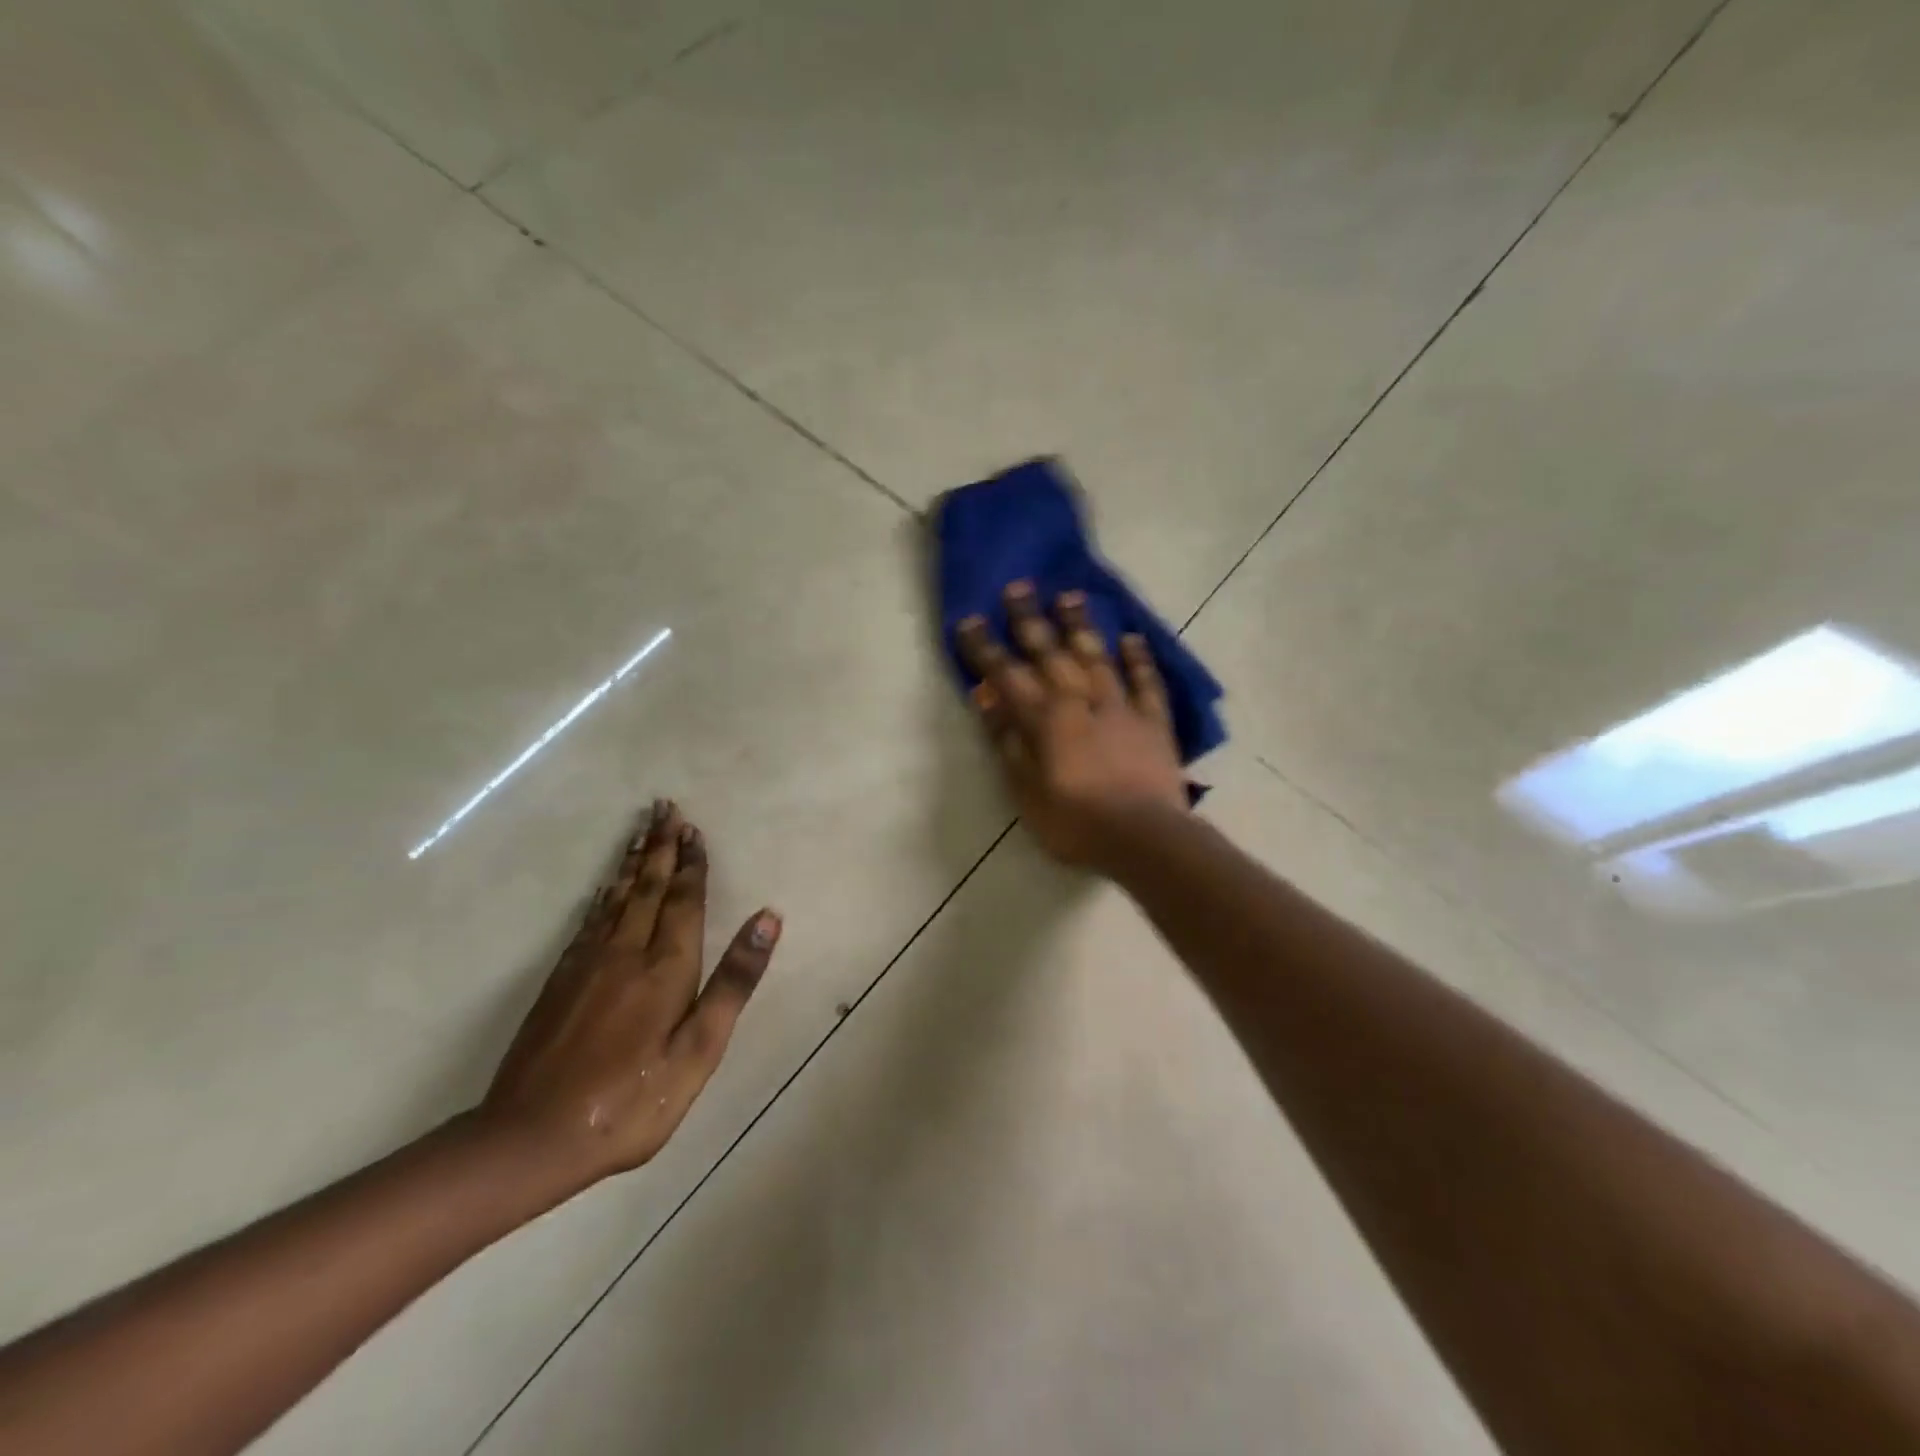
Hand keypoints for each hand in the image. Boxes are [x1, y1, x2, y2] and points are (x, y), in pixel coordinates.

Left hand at [478, 801, 778, 1189]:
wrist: (530, 1138)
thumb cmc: (632, 1100)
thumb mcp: (699, 1049)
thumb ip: (733, 981)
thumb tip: (768, 918)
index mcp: (665, 966)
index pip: (683, 900)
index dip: (691, 864)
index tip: (693, 829)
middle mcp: (625, 952)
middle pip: (647, 886)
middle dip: (660, 846)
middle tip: (665, 809)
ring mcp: (586, 964)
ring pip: (615, 897)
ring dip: (632, 861)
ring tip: (641, 832)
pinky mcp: (560, 981)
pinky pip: (589, 919)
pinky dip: (603, 894)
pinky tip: (605, 889)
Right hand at [957, 582, 1188, 869]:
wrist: (1142, 836)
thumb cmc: (1073, 821)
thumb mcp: (1024, 790)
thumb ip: (1006, 741)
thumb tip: (987, 698)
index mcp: (1044, 719)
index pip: (1007, 674)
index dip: (986, 648)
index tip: (970, 620)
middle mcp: (1079, 700)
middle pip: (1050, 653)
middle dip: (1030, 620)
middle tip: (1019, 587)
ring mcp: (1119, 707)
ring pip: (1096, 656)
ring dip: (1081, 626)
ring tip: (1070, 596)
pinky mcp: (1152, 720)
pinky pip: (1146, 682)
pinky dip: (1138, 659)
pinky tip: (1131, 639)